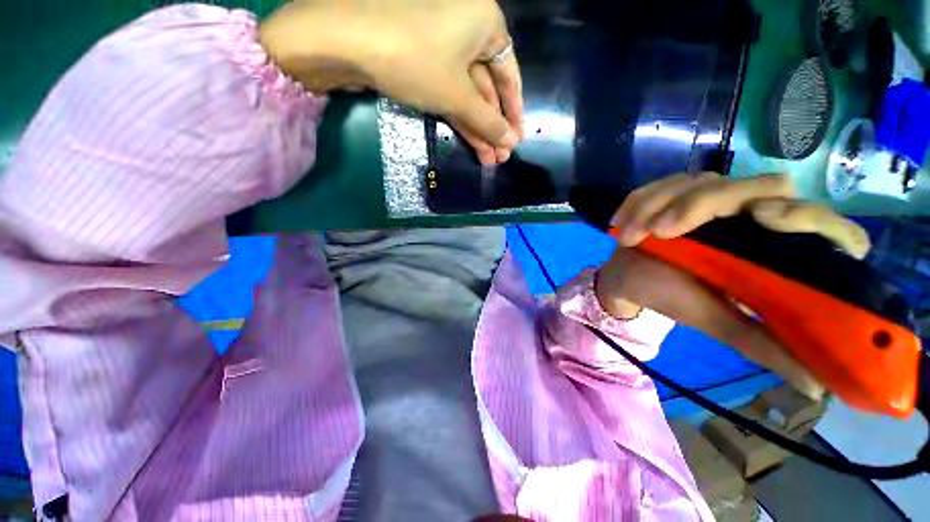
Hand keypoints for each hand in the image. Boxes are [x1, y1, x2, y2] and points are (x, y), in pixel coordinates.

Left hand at [259, 0, 523, 165]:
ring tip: (489, 160)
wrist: (346, 40)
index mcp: (485, 22)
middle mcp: (467, 29)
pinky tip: (472, 144)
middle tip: (501, 157)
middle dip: (493, 126)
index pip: (509, 74)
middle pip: (487, 88)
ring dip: (478, 129)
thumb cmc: (414, 59)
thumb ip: (487, 121)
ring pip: (468, 95)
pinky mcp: (423, 63)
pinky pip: (450, 93)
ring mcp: (442, 46)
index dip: (514, 111)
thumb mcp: (457, 95)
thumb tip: (511, 143)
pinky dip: (460, 119)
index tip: (517, 139)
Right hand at [595, 173, 871, 399]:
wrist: (628, 278)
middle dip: (704, 203)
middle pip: (761, 185)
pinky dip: (637, 202)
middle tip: (660, 231)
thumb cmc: (671, 298)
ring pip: (702, 181)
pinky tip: (621, 224)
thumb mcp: (717, 322)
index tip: (763, 220)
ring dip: (657, 206)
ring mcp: (713, 197)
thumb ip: (763, 344)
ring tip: (630, 237)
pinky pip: (663, 183)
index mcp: (774, 249)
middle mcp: (753, 214)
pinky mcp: (678, 191)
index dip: (807, 215)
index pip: (822, 222)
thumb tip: (819, 385)